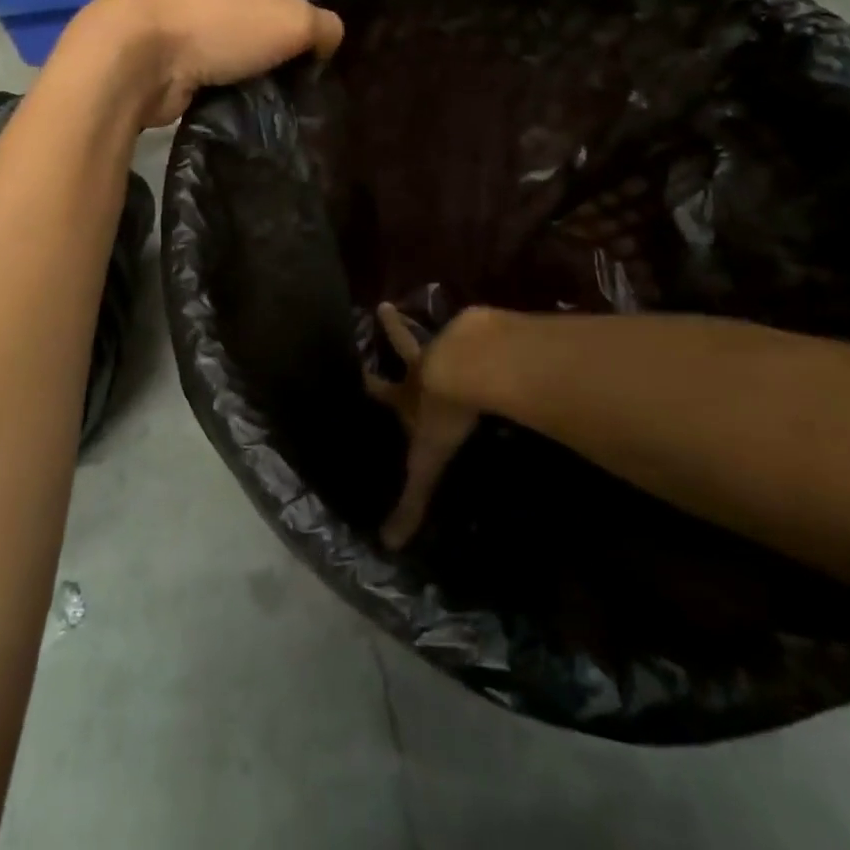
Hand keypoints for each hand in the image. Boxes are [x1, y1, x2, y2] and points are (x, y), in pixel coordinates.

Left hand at [63, 0, 352, 127]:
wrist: (136, 58)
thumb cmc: (218, 21)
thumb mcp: (289, 18)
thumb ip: (323, 25)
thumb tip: (330, 36)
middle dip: (323, 8)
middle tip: (361, 36)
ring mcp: (211, 15)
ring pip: (266, 29)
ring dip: (293, 48)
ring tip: (331, 72)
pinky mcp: (197, 53)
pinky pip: (244, 60)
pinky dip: (265, 73)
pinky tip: (290, 94)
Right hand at [364, 305, 482, 550]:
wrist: (470, 369)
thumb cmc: (441, 414)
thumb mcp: (426, 461)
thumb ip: (412, 500)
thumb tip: (388, 544)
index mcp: (407, 394)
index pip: (380, 389)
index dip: (368, 382)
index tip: (355, 367)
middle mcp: (424, 366)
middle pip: (404, 344)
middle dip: (392, 328)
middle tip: (382, 305)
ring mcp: (452, 346)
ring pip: (440, 334)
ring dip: (438, 328)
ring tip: (446, 320)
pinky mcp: (483, 335)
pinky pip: (480, 332)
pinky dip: (484, 331)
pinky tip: (494, 326)